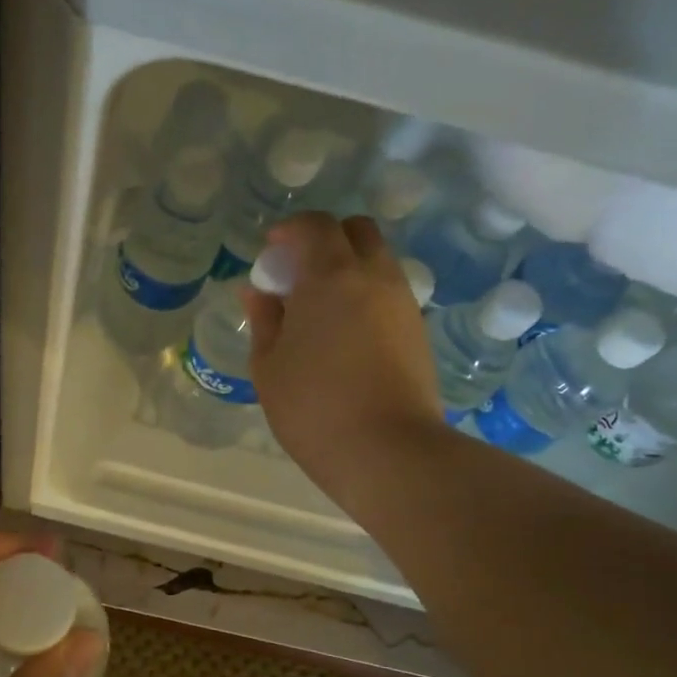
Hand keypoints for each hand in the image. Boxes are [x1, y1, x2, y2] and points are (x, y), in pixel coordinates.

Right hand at [244, 212, 444, 503]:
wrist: (388, 451)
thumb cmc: (314, 407)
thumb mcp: (269, 366)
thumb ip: (264, 320)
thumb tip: (259, 292)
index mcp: (331, 276)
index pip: (315, 225)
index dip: (290, 230)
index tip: (271, 251)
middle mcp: (374, 276)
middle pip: (356, 231)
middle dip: (326, 239)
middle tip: (299, 274)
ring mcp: (402, 302)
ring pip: (377, 260)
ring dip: (348, 267)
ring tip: (320, 309)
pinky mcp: (418, 329)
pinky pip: (389, 291)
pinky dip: (366, 294)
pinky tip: (345, 332)